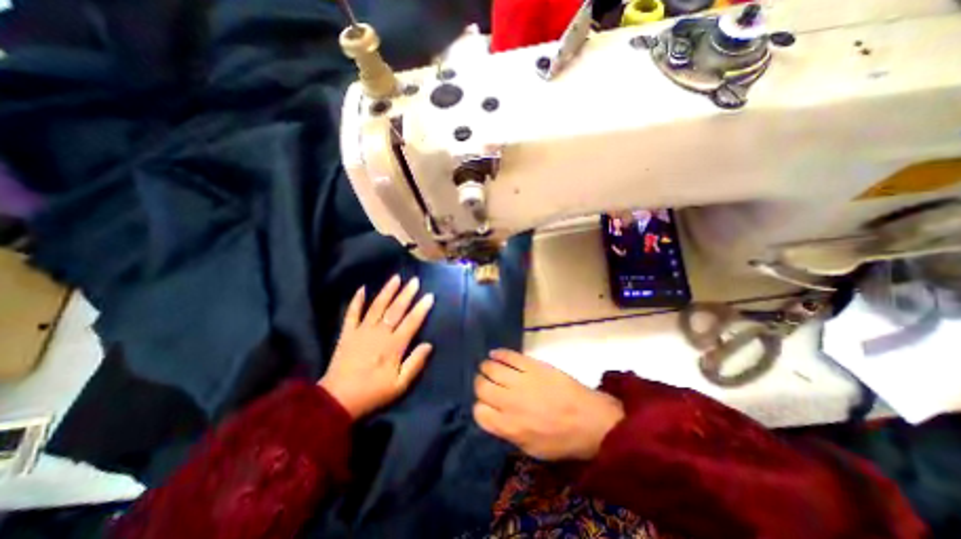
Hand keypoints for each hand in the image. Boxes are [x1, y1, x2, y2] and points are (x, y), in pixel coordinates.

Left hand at [320, 277, 437, 418]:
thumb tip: (429, 345)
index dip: (421, 308)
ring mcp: (362, 331)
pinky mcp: (347, 333)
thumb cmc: (373, 393)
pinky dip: (356, 301)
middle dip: (407, 294)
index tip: (429, 296)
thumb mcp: (400, 385)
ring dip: (387, 291)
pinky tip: (362, 288)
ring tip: (396, 278)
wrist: (337, 400)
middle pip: (396, 309)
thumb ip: (415, 363)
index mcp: (394, 346)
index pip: (411, 322)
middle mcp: (379, 333)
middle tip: (415, 280)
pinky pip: (352, 313)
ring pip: (377, 306)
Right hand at [472, 352, 623, 460]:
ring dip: (486, 367)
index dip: (480, 407)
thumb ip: (508, 432)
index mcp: (509, 426)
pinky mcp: (532, 365)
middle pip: (481, 387)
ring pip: (491, 368)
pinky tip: (494, 354)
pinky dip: (498, 353)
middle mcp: (509, 401)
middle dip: (480, 385)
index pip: (479, 412)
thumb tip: (494, 416)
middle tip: (486, 383)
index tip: (486, 404)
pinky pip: (508, 355)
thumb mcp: (532, 449)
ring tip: (488, 367)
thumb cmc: (562, 440)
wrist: (590, 420)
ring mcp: (521, 380)